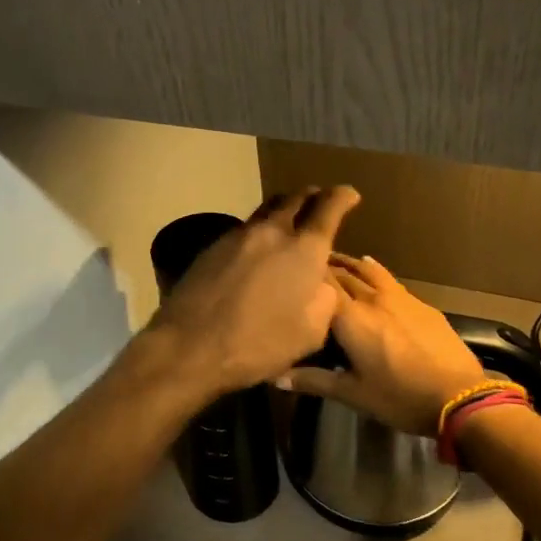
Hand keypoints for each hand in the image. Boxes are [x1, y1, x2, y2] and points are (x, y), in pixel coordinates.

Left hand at [141, 186, 361, 398]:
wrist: (190, 345)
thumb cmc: (259, 344)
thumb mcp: (311, 332)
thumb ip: (325, 299)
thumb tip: (321, 282)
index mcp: (304, 249)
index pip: (329, 207)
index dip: (343, 197)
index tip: (350, 194)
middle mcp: (272, 231)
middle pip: (295, 199)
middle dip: (312, 196)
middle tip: (320, 200)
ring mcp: (239, 236)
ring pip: (267, 209)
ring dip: (284, 208)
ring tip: (290, 217)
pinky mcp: (213, 246)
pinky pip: (245, 228)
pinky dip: (260, 229)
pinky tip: (258, 246)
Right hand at [281, 255, 484, 436]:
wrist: (459, 396)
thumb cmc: (399, 397)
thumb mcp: (353, 394)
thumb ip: (313, 381)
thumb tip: (276, 376)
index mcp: (350, 318)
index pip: (320, 285)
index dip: (303, 276)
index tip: (287, 273)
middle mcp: (371, 299)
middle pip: (342, 274)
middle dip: (323, 268)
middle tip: (305, 267)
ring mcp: (399, 297)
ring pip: (367, 270)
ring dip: (349, 263)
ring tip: (335, 260)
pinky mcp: (421, 304)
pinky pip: (389, 279)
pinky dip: (373, 271)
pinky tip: (370, 268)